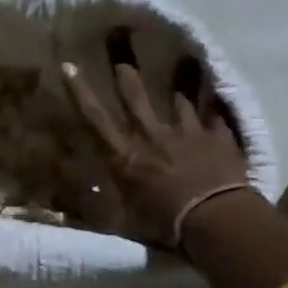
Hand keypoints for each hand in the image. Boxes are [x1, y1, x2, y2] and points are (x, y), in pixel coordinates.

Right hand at [61, 50, 249, 248]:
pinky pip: (214, 118)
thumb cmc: (166, 224)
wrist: (218, 219)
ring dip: (176, 94)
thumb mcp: (128, 219)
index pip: (95, 119)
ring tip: (178, 85)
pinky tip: (216, 110)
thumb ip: (110, 204)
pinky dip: (212, 115)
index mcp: (126, 156)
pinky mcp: (218, 138)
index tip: (69, 67)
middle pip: (137, 100)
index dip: (80, 92)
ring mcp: (188, 133)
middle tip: (123, 63)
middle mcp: (153, 137)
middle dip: (127, 79)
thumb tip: (81, 202)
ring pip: (178, 103)